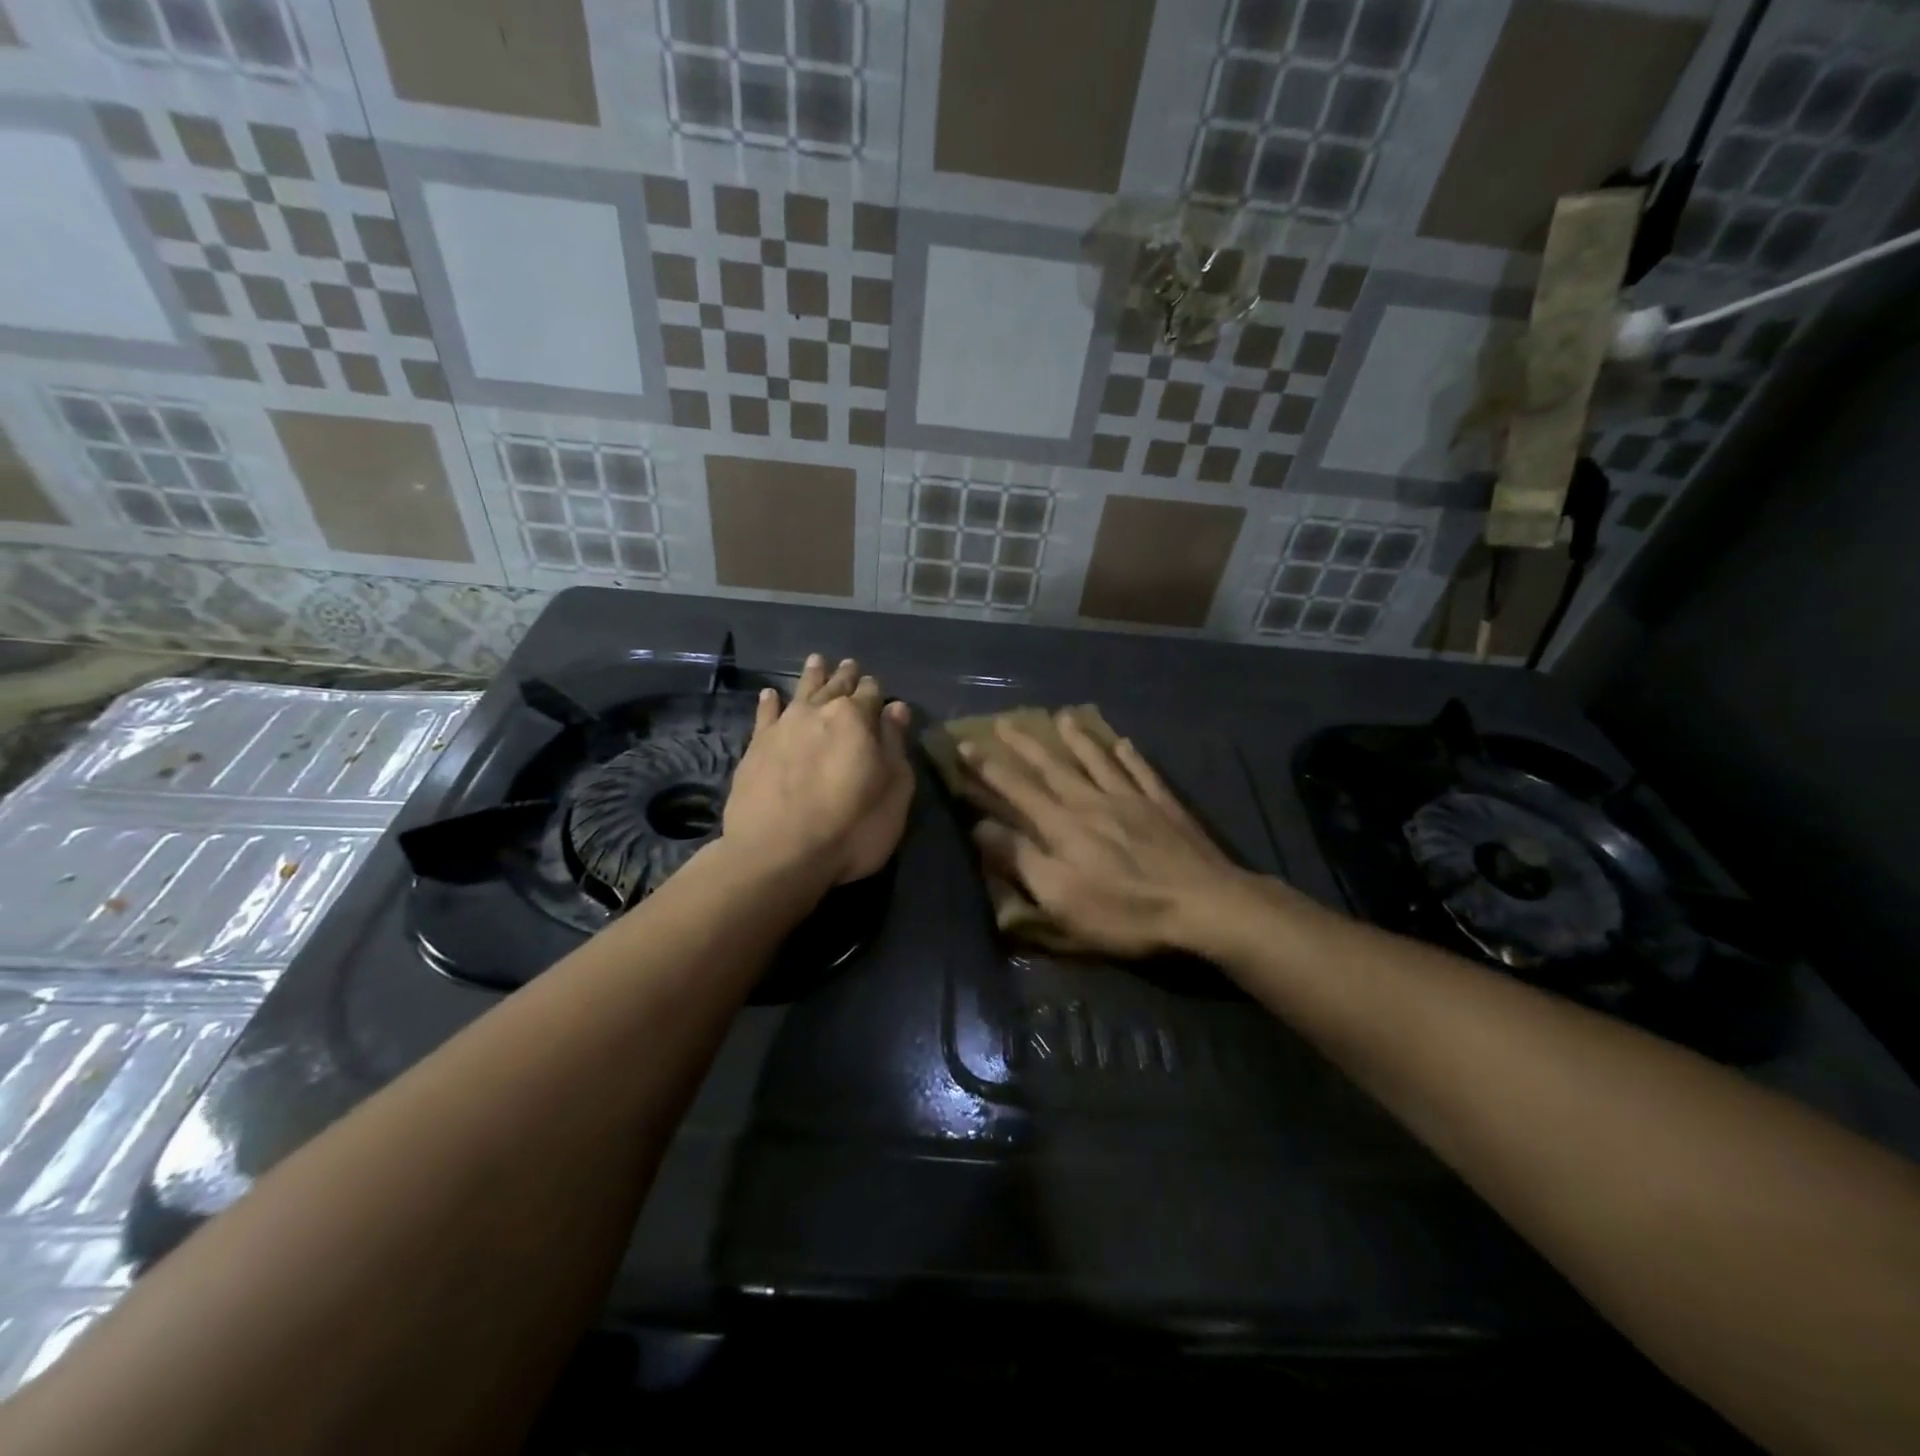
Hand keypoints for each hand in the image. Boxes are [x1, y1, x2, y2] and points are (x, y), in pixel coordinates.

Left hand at [724, 654, 913, 885]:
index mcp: (857, 719)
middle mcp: (819, 712)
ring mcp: (783, 727)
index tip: (877, 689)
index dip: (876, 691)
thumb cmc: (851, 828)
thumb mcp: (893, 791)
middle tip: (850, 665)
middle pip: (836, 686)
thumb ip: (895, 745)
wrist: (778, 854)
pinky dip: (770, 702)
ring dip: (812, 676)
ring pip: (801, 691)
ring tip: (817, 661)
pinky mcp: (756, 747)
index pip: (871, 694)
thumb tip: (896, 708)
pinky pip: (765, 714)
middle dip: (846, 676)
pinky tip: (770, 694)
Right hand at [961, 712, 1247, 957]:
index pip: (1017, 790)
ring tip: (1063, 716)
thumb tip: (980, 826)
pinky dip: (1130, 756)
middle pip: (1053, 767)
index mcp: (1063, 825)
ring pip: (1098, 760)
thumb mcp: (1060, 897)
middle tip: (1005, 721)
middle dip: (1026, 745)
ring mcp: (1132, 800)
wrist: (1203, 904)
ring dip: (1077, 739)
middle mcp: (1092, 802)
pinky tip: (1124, 743)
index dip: (989, 768)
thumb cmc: (1125, 910)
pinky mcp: (1164, 807)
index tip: (966, 745)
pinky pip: (1142, 772)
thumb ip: (1021, 859)